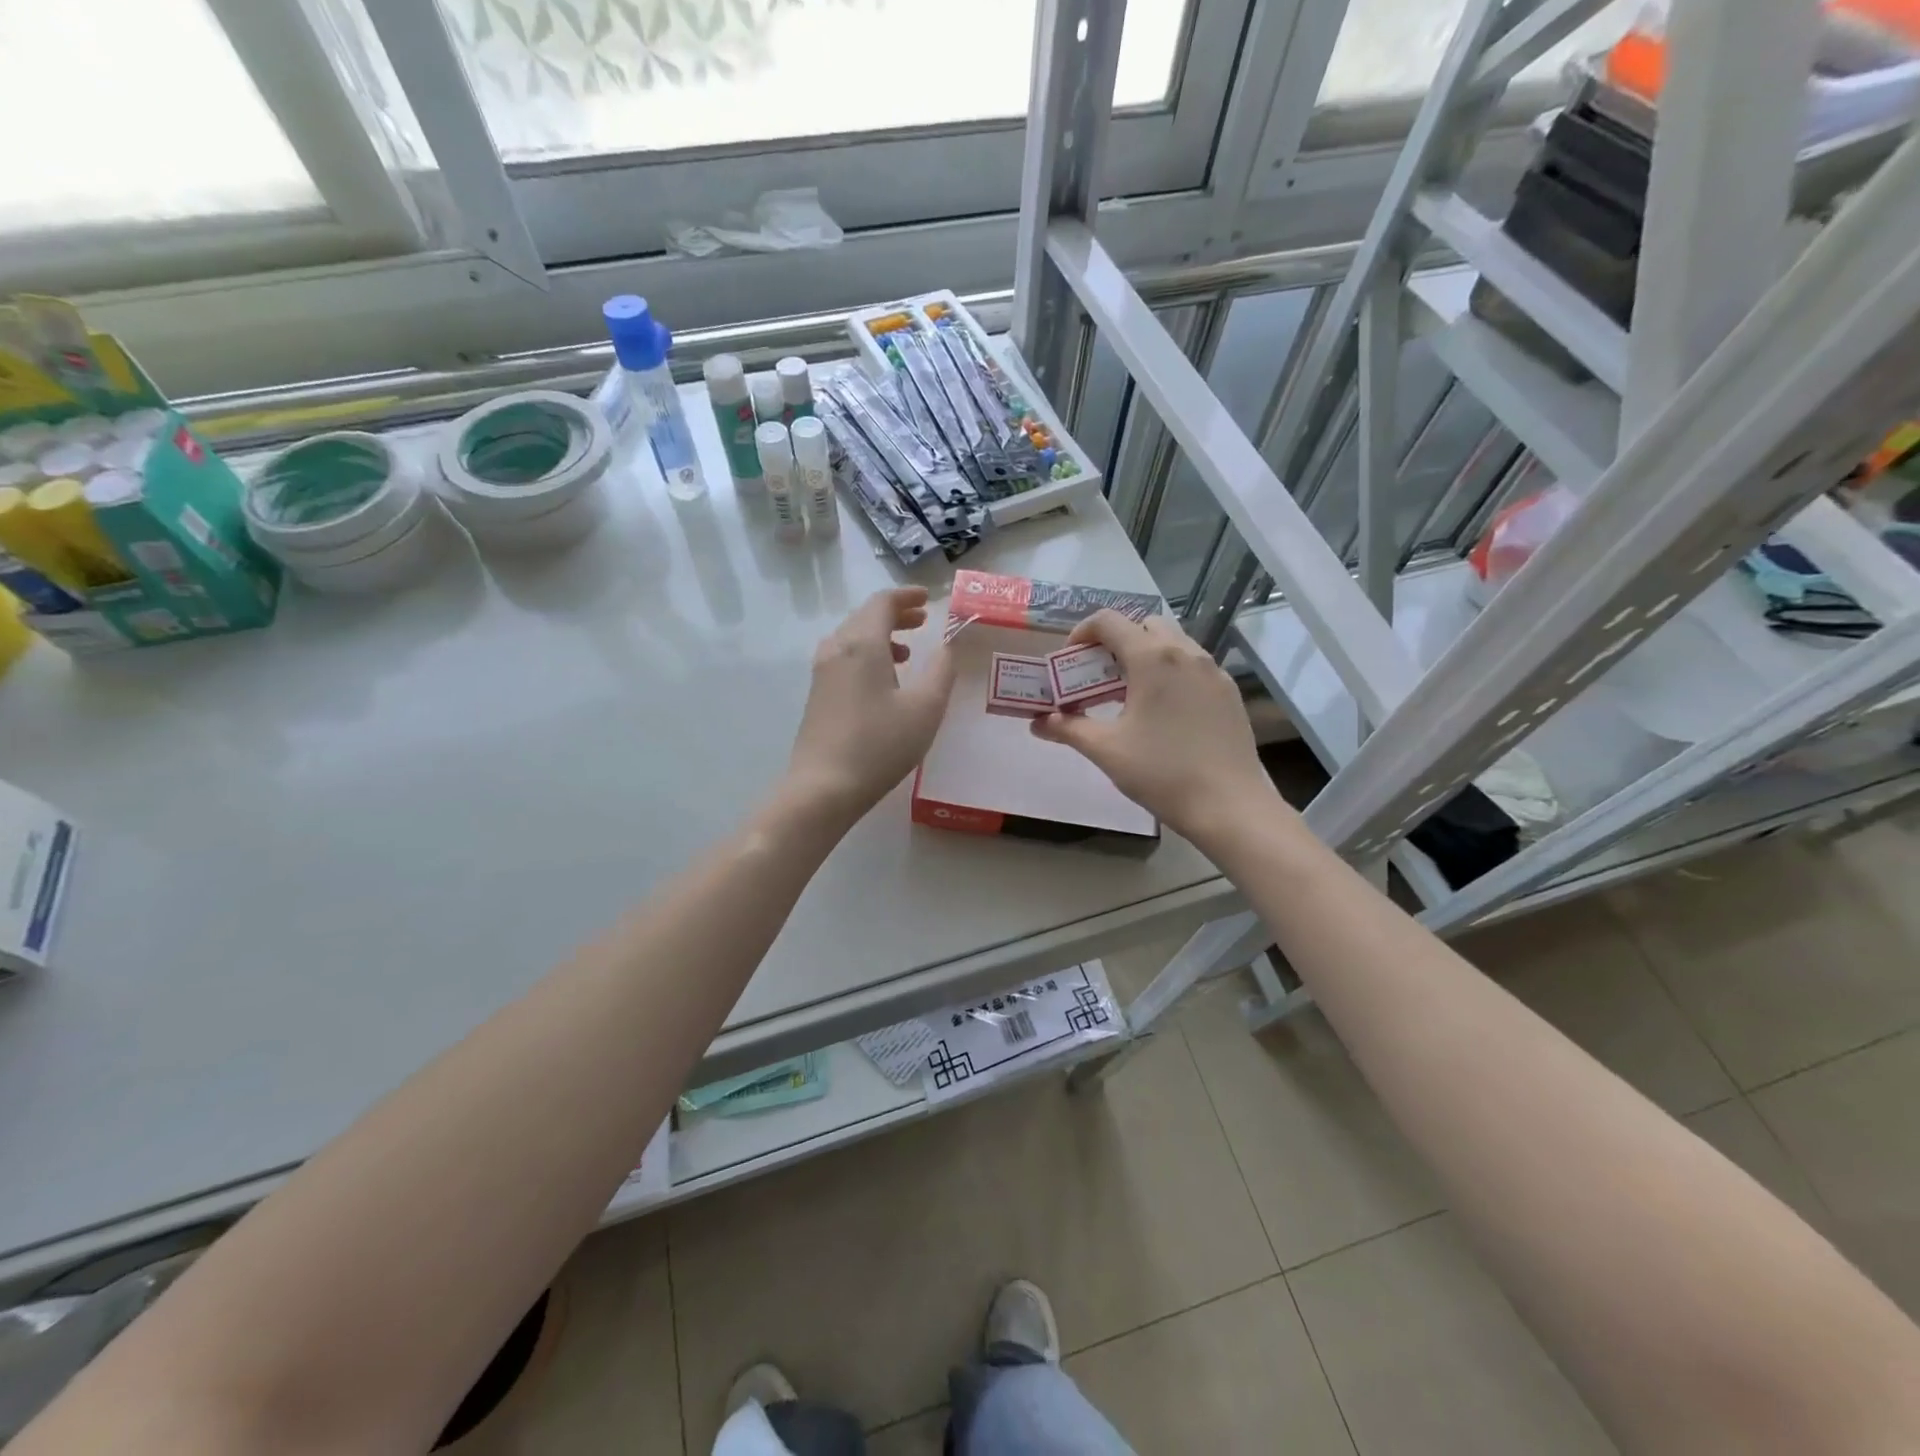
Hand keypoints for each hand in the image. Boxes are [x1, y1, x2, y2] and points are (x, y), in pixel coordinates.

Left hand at [784, 586, 956, 826]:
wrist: (823, 788)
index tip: (928, 598)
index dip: (906, 596)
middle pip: (864, 617)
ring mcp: (822, 673)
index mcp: (862, 643)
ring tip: (908, 653)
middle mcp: (836, 649)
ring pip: (852, 638)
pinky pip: (844, 658)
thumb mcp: (925, 708)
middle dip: (895, 614)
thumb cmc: (879, 745)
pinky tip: (883, 682)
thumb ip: (941, 671)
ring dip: (881, 636)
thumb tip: (947, 646)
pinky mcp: (817, 695)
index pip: (882, 602)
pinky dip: (867, 655)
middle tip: (922, 620)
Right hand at [1033, 611, 1283, 844]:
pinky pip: (1194, 665)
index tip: (1070, 659)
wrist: (1228, 805)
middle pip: (1143, 625)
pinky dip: (1172, 672)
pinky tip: (1164, 711)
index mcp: (1152, 659)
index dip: (1082, 632)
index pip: (1109, 621)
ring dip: (1146, 655)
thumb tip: (1039, 723)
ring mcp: (1213, 670)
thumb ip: (1069, 729)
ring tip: (1131, 693)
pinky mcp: (1229, 691)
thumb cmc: (1161, 773)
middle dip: (1116, 642)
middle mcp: (1185, 653)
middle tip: (1099, 676)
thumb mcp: (1107, 750)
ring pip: (1173, 643)